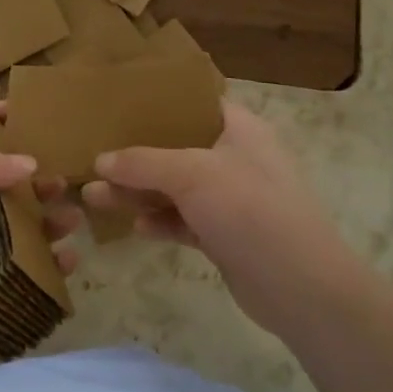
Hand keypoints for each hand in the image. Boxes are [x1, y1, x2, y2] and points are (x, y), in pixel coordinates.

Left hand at [0, 120, 81, 371]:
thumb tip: (31, 163)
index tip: (31, 113)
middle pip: (3, 188)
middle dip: (35, 181)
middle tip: (64, 178)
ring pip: (18, 230)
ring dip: (47, 222)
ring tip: (74, 217)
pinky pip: (21, 273)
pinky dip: (47, 265)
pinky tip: (68, 259)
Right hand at [81, 103, 358, 337]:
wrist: (301, 286)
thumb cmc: (250, 210)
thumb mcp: (192, 175)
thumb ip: (143, 163)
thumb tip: (100, 161)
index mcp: (238, 129)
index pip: (193, 105)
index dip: (156, 105)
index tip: (115, 107)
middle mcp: (235, 158)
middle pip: (175, 148)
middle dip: (133, 157)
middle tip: (91, 163)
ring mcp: (230, 199)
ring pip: (174, 188)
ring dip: (138, 192)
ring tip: (93, 197)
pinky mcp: (224, 235)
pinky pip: (183, 221)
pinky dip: (160, 222)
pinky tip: (135, 228)